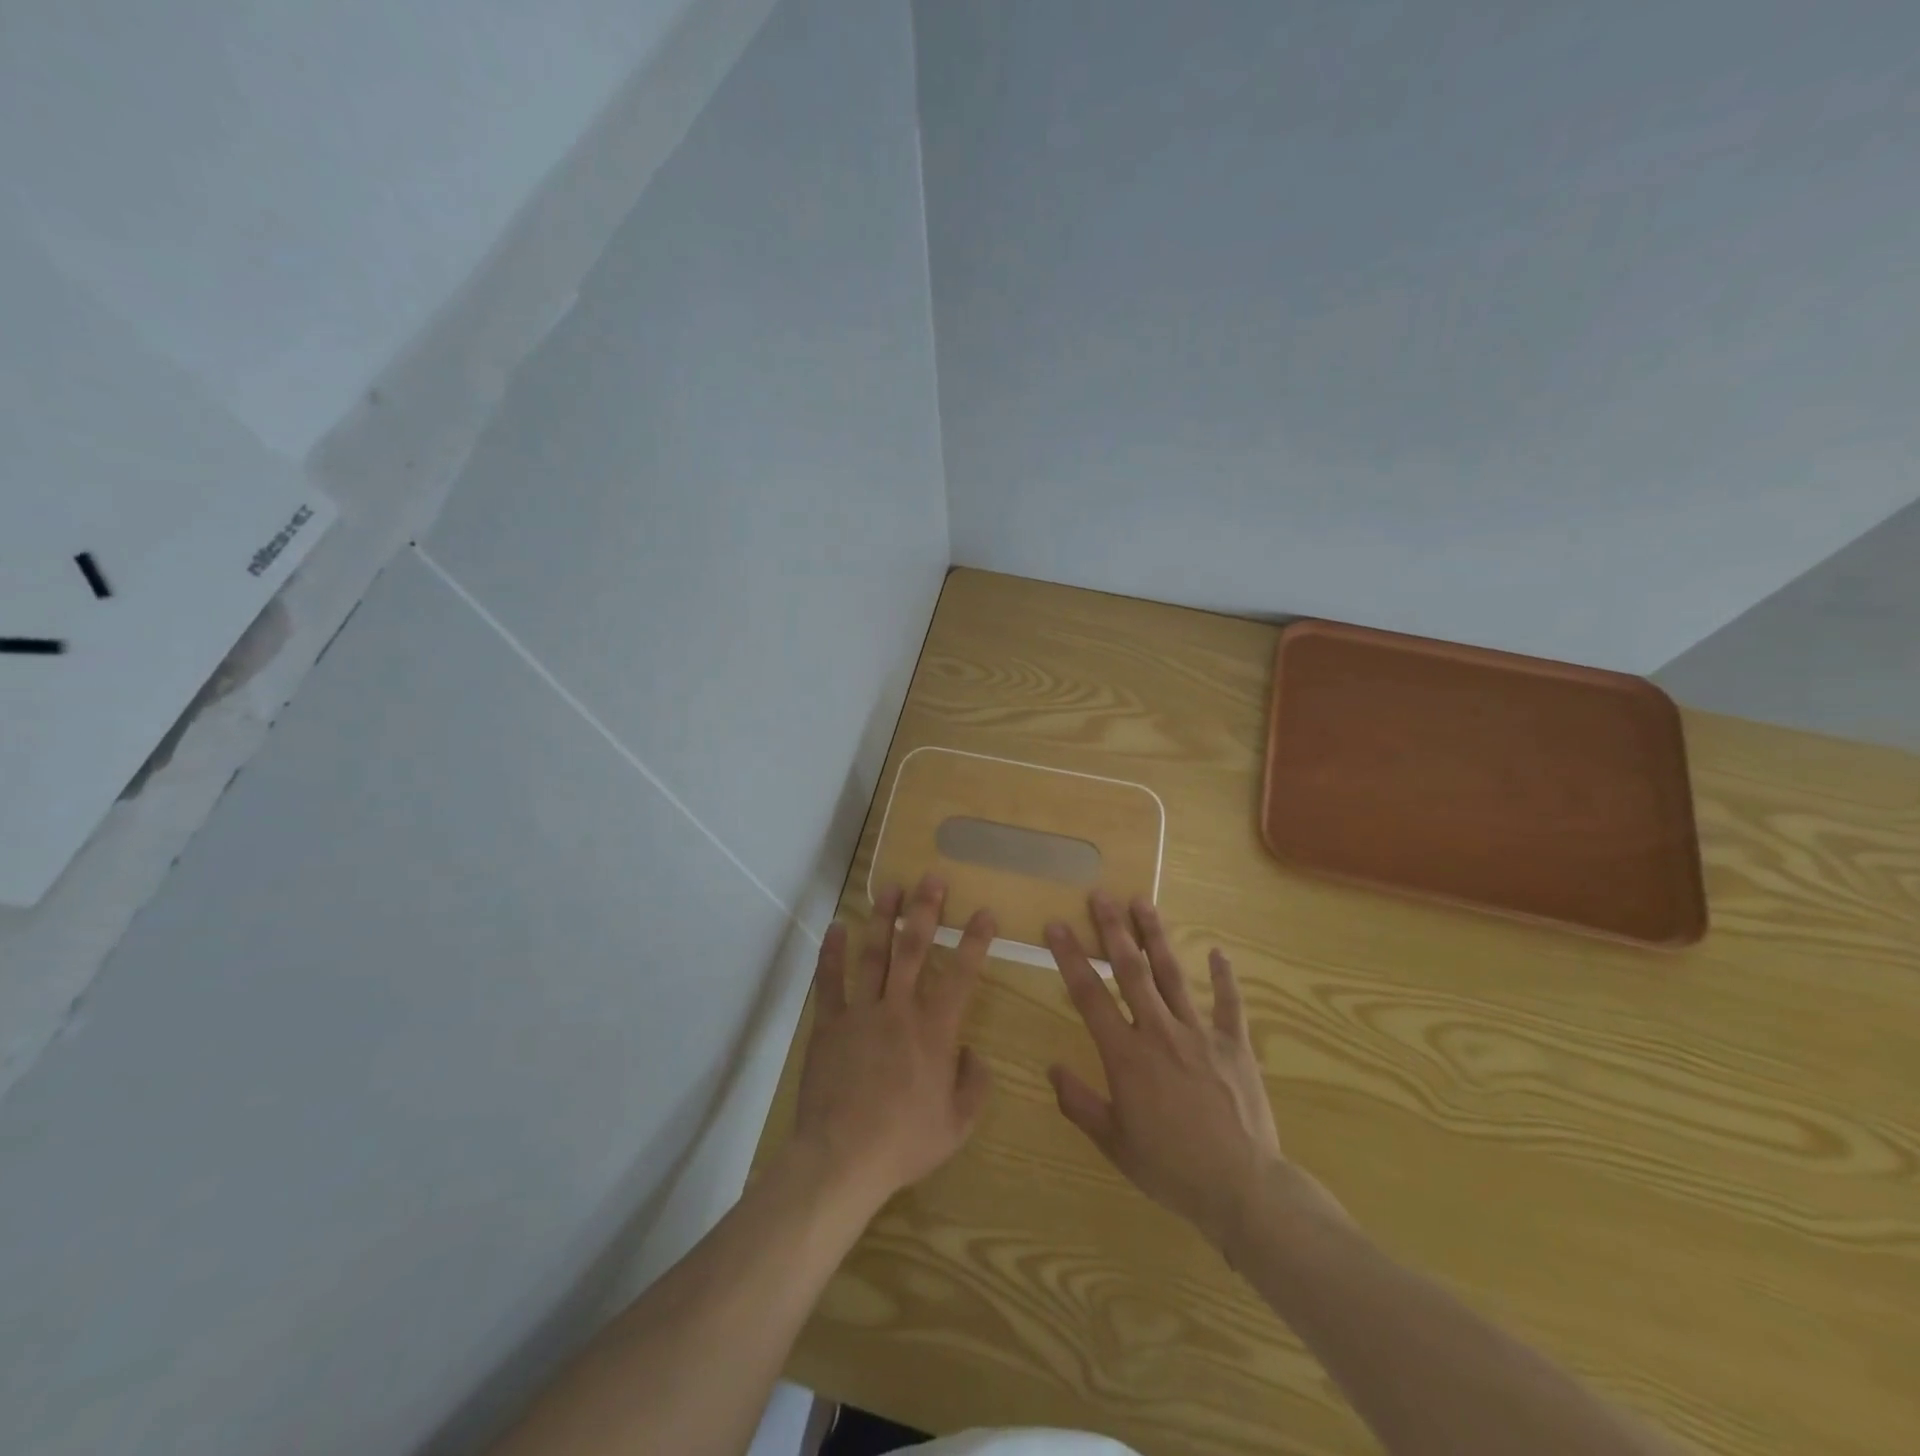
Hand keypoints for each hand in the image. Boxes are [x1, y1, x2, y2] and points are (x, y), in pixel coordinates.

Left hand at [790, 874, 994, 1215]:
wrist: (842, 1159)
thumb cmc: (905, 1143)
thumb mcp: (958, 1124)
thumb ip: (974, 1084)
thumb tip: (973, 1054)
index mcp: (934, 1030)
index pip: (962, 975)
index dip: (975, 940)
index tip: (984, 912)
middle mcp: (899, 1009)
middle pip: (914, 949)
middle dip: (925, 910)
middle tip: (932, 878)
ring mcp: (860, 1013)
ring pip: (874, 954)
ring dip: (883, 917)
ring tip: (889, 887)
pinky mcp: (829, 1025)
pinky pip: (829, 981)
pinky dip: (832, 953)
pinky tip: (836, 927)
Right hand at [1047, 892, 1296, 1251]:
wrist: (1242, 1188)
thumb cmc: (1171, 1168)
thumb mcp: (1115, 1143)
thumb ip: (1080, 1103)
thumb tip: (1052, 1068)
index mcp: (1126, 1055)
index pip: (1089, 995)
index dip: (1070, 957)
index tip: (1056, 926)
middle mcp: (1159, 1031)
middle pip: (1131, 970)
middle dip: (1113, 929)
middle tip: (1101, 894)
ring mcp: (1200, 1033)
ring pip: (1172, 974)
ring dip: (1156, 936)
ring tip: (1143, 901)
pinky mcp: (1234, 1044)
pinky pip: (1229, 1003)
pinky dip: (1224, 976)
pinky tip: (1219, 952)